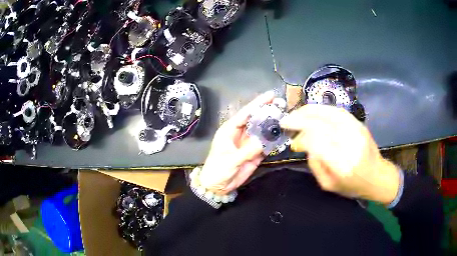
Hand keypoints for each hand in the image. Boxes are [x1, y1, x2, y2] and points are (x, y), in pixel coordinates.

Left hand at [198, 91, 274, 194]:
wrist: (218, 186)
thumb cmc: (218, 170)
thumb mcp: (231, 160)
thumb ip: (247, 151)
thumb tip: (263, 142)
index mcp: (230, 130)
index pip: (245, 113)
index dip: (258, 104)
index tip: (270, 95)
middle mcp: (240, 134)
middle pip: (256, 119)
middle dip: (268, 112)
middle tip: (282, 104)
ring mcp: (249, 143)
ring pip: (262, 130)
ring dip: (273, 125)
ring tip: (286, 118)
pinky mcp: (255, 153)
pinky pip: (266, 144)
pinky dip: (274, 140)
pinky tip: (283, 135)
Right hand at [280, 104, 400, 204]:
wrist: (377, 176)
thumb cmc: (352, 186)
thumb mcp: (329, 184)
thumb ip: (315, 164)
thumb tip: (304, 144)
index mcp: (342, 164)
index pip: (317, 143)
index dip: (301, 140)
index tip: (293, 144)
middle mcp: (350, 144)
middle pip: (321, 124)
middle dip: (300, 120)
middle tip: (285, 122)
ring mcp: (356, 131)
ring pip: (329, 113)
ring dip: (308, 111)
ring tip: (296, 113)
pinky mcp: (359, 124)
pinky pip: (338, 111)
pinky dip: (322, 109)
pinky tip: (312, 111)